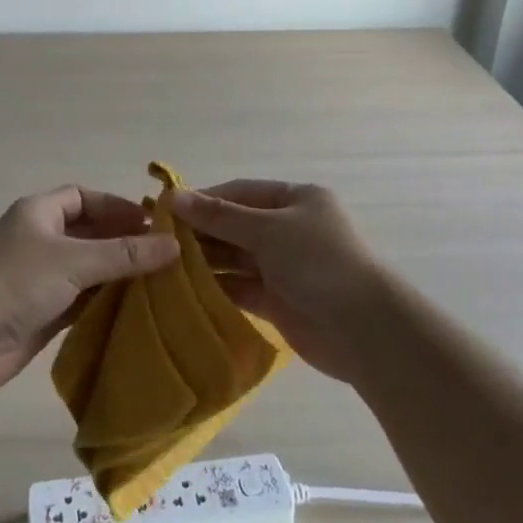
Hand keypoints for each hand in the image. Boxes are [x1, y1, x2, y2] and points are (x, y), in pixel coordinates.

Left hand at [0, 186, 179, 393]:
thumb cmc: (17, 282)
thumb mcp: (74, 260)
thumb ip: (124, 254)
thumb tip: (174, 244)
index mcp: (39, 212)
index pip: (83, 197)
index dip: (116, 206)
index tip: (152, 223)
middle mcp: (39, 239)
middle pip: (88, 233)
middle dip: (123, 242)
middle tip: (164, 256)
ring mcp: (40, 277)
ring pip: (87, 269)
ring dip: (117, 274)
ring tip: (160, 283)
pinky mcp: (42, 311)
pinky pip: (81, 299)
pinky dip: (105, 301)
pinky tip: (135, 308)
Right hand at [171, 180, 389, 381]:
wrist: (364, 330)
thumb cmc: (318, 262)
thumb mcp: (267, 230)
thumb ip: (220, 216)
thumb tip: (174, 196)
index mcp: (296, 200)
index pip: (240, 192)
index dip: (204, 199)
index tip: (166, 210)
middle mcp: (290, 229)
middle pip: (236, 225)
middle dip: (201, 232)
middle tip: (158, 240)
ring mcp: (285, 266)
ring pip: (236, 257)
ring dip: (205, 261)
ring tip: (164, 264)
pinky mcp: (279, 301)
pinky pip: (241, 287)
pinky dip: (217, 287)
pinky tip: (185, 289)